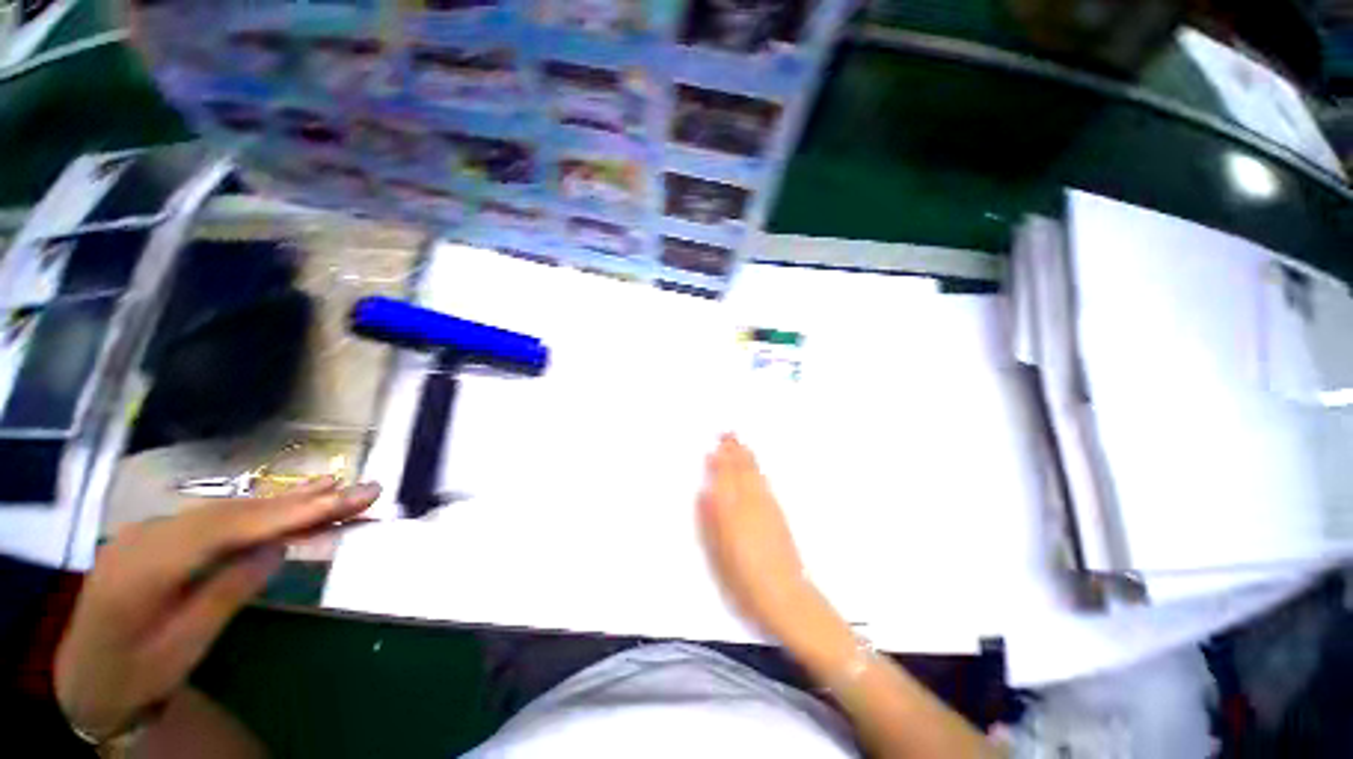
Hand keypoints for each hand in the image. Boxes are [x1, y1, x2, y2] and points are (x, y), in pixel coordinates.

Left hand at [54, 477, 380, 741]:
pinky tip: (285, 500)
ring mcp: (152, 530)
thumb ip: (226, 591)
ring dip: (285, 500)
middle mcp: (149, 534)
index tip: (344, 500)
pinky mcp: (162, 535)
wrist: (87, 676)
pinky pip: (216, 518)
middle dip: (301, 500)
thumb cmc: (136, 673)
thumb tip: (277, 547)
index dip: (289, 513)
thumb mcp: (183, 645)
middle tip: (361, 490)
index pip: (228, 529)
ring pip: (227, 510)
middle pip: (235, 512)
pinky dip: (258, 510)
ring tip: (336, 485)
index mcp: (146, 567)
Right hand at [698, 435, 814, 641]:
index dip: (719, 462)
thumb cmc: (744, 580)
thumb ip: (710, 520)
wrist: (785, 594)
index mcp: (731, 512)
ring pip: (754, 474)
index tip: (714, 447)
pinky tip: (755, 467)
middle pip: (740, 470)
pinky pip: (764, 483)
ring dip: (746, 456)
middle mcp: (750, 503)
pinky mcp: (778, 513)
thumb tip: (705, 493)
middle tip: (728, 433)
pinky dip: (757, 470)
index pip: (724, 479)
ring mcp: (767, 506)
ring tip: (740, 443)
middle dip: (734, 451)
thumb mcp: (718, 553)